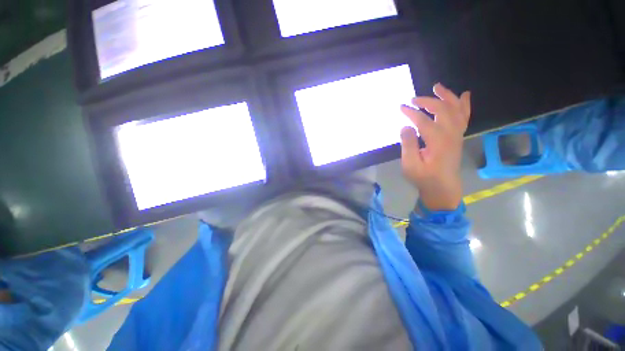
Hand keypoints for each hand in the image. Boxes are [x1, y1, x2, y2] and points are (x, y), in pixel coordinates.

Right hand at [399, 83, 470, 210]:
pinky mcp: (458, 137)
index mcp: (438, 142)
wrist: (443, 187)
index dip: (411, 112)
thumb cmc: (424, 177)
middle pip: (442, 110)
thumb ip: (408, 145)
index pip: (424, 121)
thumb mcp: (410, 165)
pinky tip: (464, 95)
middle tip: (413, 99)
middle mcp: (451, 134)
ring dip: (447, 96)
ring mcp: (457, 134)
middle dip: (427, 101)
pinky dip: (464, 104)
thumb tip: (405, 126)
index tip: (401, 107)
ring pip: (456, 109)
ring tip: (437, 86)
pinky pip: (464, 116)